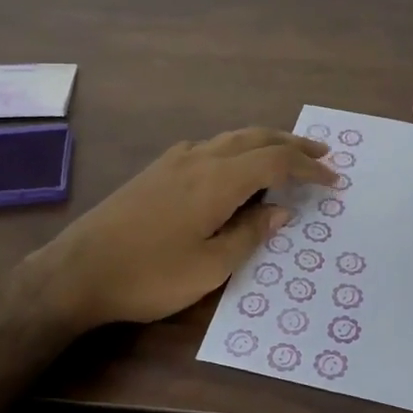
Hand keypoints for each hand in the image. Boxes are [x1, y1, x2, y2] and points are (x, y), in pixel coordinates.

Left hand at [28, 128, 335, 333]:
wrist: (78, 271)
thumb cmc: (149, 275)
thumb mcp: (209, 266)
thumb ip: (249, 233)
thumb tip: (281, 210)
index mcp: (218, 180)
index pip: (276, 161)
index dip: (309, 167)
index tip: (334, 178)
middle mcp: (200, 158)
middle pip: (256, 138)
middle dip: (292, 144)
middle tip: (322, 152)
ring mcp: (175, 160)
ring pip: (231, 138)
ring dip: (265, 142)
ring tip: (286, 155)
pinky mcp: (158, 169)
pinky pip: (210, 146)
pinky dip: (237, 149)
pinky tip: (235, 167)